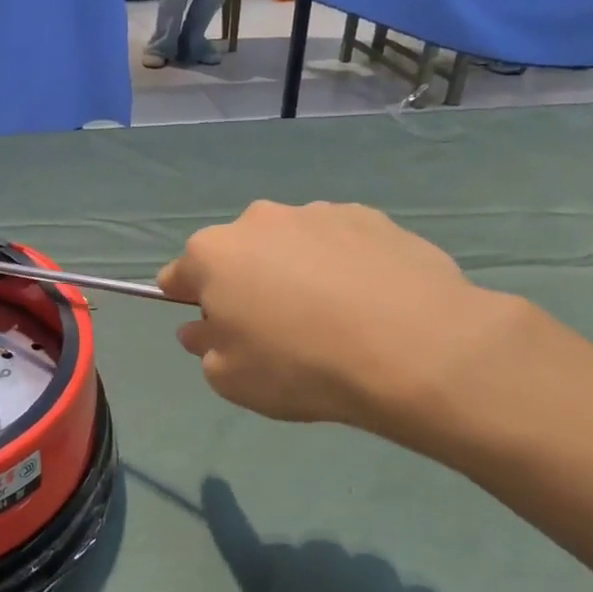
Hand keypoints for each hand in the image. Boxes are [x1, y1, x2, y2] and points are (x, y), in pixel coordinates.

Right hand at [157, 201, 519, 434]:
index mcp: (212, 254)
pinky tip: (369, 302)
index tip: (210, 327)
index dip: (188, 302)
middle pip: (237, 254)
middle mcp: (258, 220)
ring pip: (289, 245)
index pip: (178, 274)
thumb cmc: (300, 365)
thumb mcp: (229, 378)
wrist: (414, 348)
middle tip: (275, 328)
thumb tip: (202, 327)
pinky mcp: (370, 217)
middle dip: (245, 283)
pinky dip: (342, 265)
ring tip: (332, 316)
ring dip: (295, 271)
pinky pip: (339, 243)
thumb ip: (204, 347)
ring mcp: (316, 212)